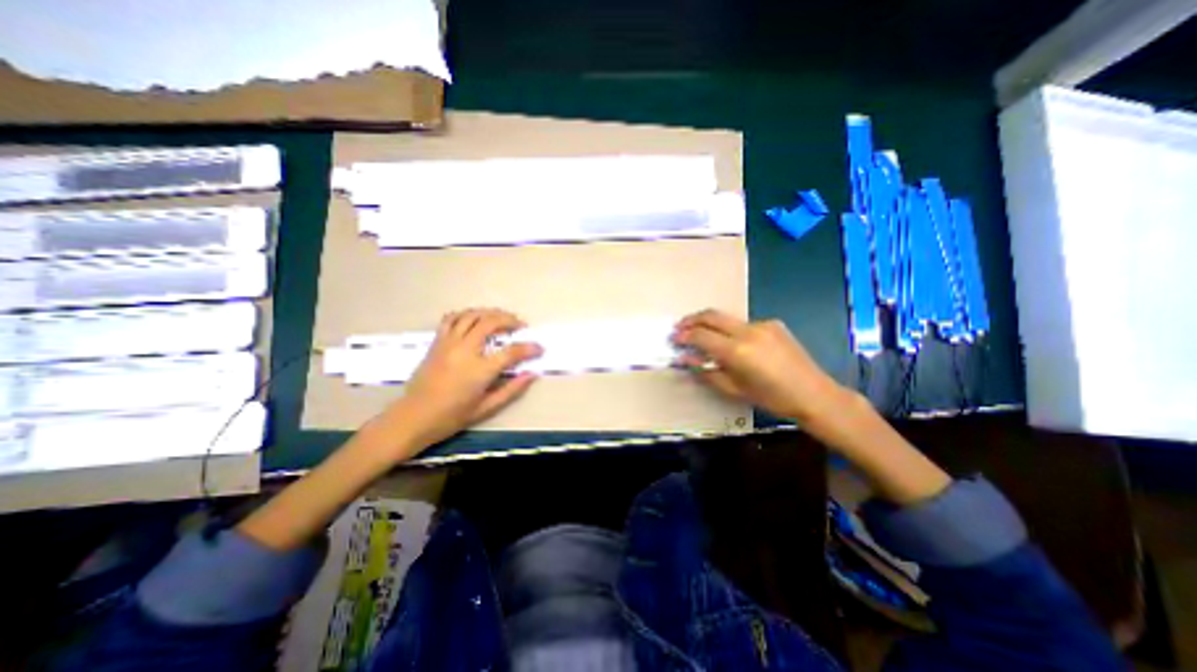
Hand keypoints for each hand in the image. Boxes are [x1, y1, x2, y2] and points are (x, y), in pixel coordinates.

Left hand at [384, 308, 542, 446]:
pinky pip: (451, 319)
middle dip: (510, 320)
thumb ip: (512, 389)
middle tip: (520, 325)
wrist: (414, 417)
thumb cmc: (452, 416)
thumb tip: (532, 374)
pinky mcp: (437, 342)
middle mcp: (465, 350)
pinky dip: (466, 314)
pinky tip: (474, 318)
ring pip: (472, 315)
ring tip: (501, 318)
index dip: (529, 348)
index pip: (511, 352)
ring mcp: (448, 343)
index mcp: (479, 370)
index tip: (539, 348)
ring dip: (490, 313)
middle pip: (491, 323)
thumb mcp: (487, 408)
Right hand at [669, 308, 844, 420]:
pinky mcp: (773, 323)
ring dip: (711, 324)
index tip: (674, 339)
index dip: (684, 336)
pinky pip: (744, 324)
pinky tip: (733, 343)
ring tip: (702, 335)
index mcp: (737, 351)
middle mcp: (748, 331)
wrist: (814, 394)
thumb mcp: (734, 389)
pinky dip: (731, 330)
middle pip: (712, 315)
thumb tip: (685, 359)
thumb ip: (706, 371)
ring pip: (727, 318)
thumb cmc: (772, 399)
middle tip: (680, 327)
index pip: (701, 335)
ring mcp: (762, 324)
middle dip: (692, 319)